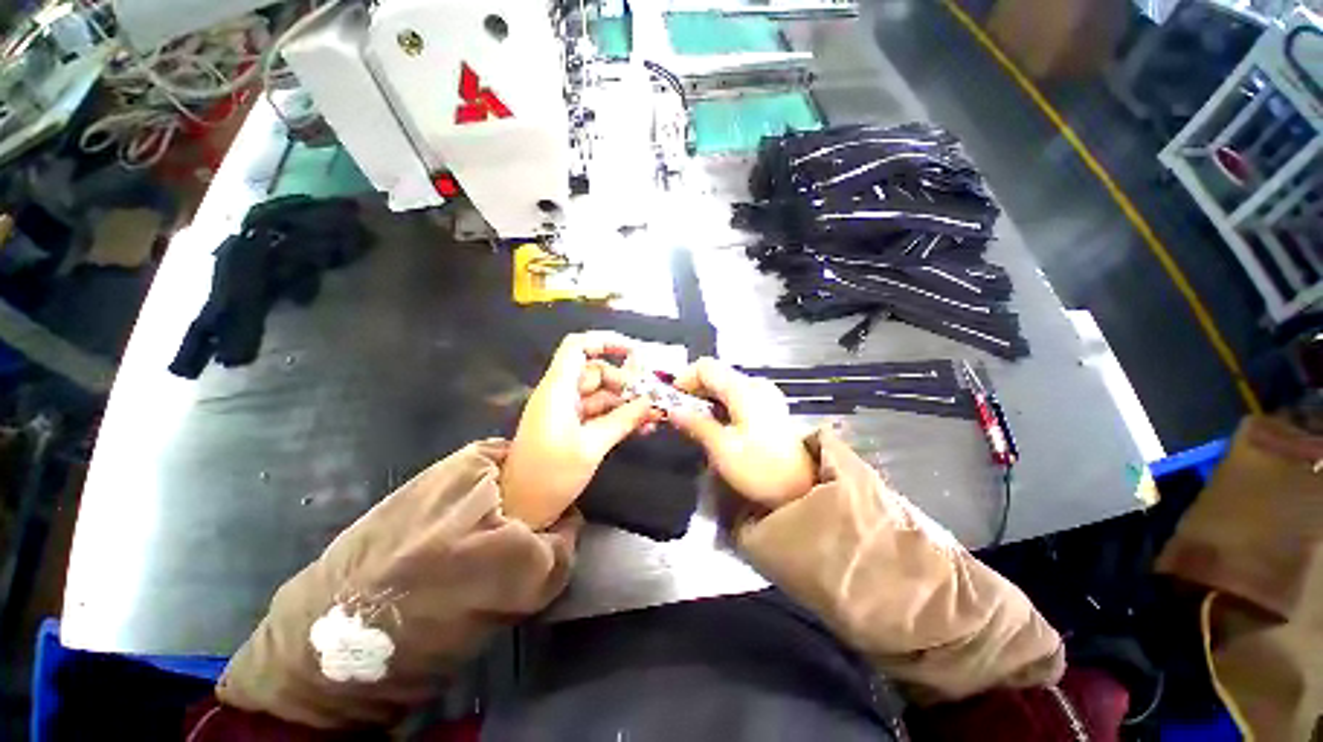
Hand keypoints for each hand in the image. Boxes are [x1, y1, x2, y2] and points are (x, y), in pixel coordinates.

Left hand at [502, 332, 660, 528]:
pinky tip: (641, 427)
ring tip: (652, 418)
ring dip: (627, 402)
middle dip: (626, 383)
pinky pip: (601, 413)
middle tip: (652, 400)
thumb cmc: (550, 475)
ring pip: (602, 394)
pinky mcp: (572, 427)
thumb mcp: (591, 447)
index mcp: (558, 389)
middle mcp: (562, 394)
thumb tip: (651, 401)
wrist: (521, 509)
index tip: (634, 352)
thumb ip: (623, 420)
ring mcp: (567, 411)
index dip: (605, 342)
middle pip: (597, 372)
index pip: (577, 347)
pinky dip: (619, 416)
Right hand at [669, 358, 815, 508]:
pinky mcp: (768, 407)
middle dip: (693, 390)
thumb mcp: (723, 449)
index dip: (684, 379)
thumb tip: (673, 411)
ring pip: (725, 385)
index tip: (671, 400)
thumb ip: (696, 424)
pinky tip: (716, 425)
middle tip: (680, 414)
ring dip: (706, 399)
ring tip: (694, 422)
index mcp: (743, 389)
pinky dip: (720, 405)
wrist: (803, 488)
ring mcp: (764, 394)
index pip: (705, 367)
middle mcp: (755, 384)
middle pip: (715, 374)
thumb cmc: (761, 468)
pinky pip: (736, 396)